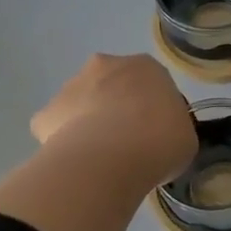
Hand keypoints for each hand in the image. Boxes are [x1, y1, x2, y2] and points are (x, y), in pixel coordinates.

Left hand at [30, 54, 196, 192]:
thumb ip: (173, 128)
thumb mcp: (185, 137)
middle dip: (118, 108)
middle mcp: (106, 66)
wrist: (110, 158)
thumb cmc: (159, 141)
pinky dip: (65, 142)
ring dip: (91, 123)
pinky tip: (78, 164)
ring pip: (83, 103)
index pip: (153, 84)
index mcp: (146, 67)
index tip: (158, 134)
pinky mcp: (45, 114)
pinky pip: (58, 128)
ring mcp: (71, 87)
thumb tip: (161, 137)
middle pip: (113, 85)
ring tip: (103, 159)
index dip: (155, 110)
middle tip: (130, 143)